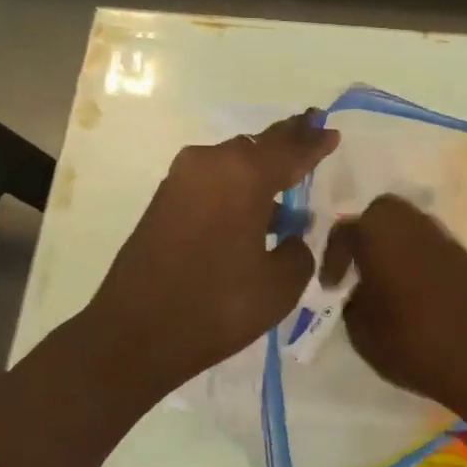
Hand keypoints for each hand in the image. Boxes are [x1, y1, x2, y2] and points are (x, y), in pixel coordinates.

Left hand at [85, 112, 339, 402]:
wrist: (135, 333)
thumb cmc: (217, 306)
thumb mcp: (279, 286)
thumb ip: (299, 253)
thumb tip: (292, 238)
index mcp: (244, 175)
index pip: (290, 150)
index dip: (314, 143)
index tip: (332, 132)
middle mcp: (210, 164)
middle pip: (258, 145)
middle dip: (286, 141)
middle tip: (310, 132)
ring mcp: (181, 180)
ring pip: (231, 163)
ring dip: (259, 170)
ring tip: (286, 182)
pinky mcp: (163, 201)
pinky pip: (212, 181)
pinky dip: (235, 187)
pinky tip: (252, 211)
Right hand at [323, 194, 466, 417]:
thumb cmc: (414, 344)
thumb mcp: (364, 334)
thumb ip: (353, 304)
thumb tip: (358, 291)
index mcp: (379, 236)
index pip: (345, 231)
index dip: (332, 258)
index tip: (330, 286)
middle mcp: (412, 226)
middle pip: (382, 212)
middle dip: (366, 234)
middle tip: (358, 267)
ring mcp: (443, 239)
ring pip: (410, 225)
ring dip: (393, 245)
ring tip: (384, 280)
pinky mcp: (466, 257)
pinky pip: (431, 246)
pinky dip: (417, 258)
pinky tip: (413, 290)